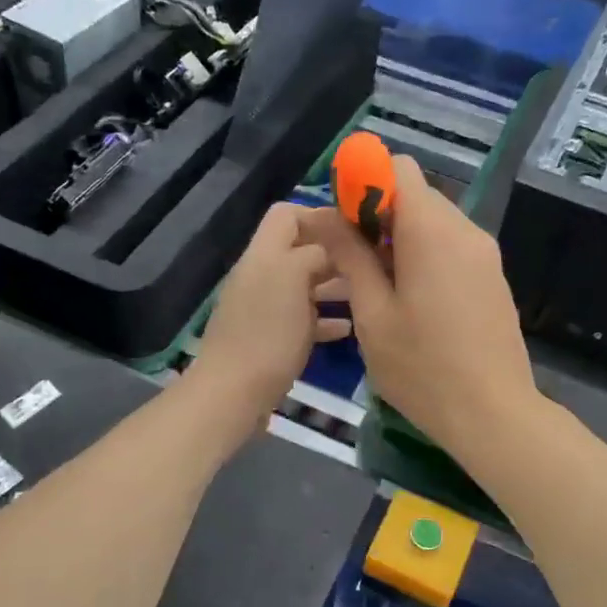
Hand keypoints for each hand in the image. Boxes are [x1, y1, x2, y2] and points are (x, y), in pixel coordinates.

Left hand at [189, 202, 350, 428]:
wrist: (233, 393)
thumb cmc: (268, 332)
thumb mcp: (294, 278)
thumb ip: (313, 253)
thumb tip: (329, 248)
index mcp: (264, 253)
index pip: (287, 214)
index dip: (320, 215)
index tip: (356, 231)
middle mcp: (262, 274)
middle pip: (299, 249)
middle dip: (335, 252)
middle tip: (373, 263)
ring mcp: (265, 308)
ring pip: (305, 284)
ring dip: (334, 285)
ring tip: (368, 293)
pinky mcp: (271, 338)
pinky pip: (303, 319)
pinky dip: (324, 319)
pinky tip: (348, 328)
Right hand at [306, 155, 537, 461]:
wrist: (494, 414)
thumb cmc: (423, 369)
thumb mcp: (372, 315)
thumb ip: (350, 256)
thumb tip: (325, 215)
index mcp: (432, 231)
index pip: (397, 168)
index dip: (363, 184)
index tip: (343, 224)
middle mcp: (465, 230)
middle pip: (416, 195)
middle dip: (378, 216)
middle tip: (353, 263)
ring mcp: (485, 254)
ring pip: (434, 222)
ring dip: (400, 239)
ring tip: (379, 289)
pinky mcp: (493, 277)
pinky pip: (452, 247)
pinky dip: (425, 256)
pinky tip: (412, 303)